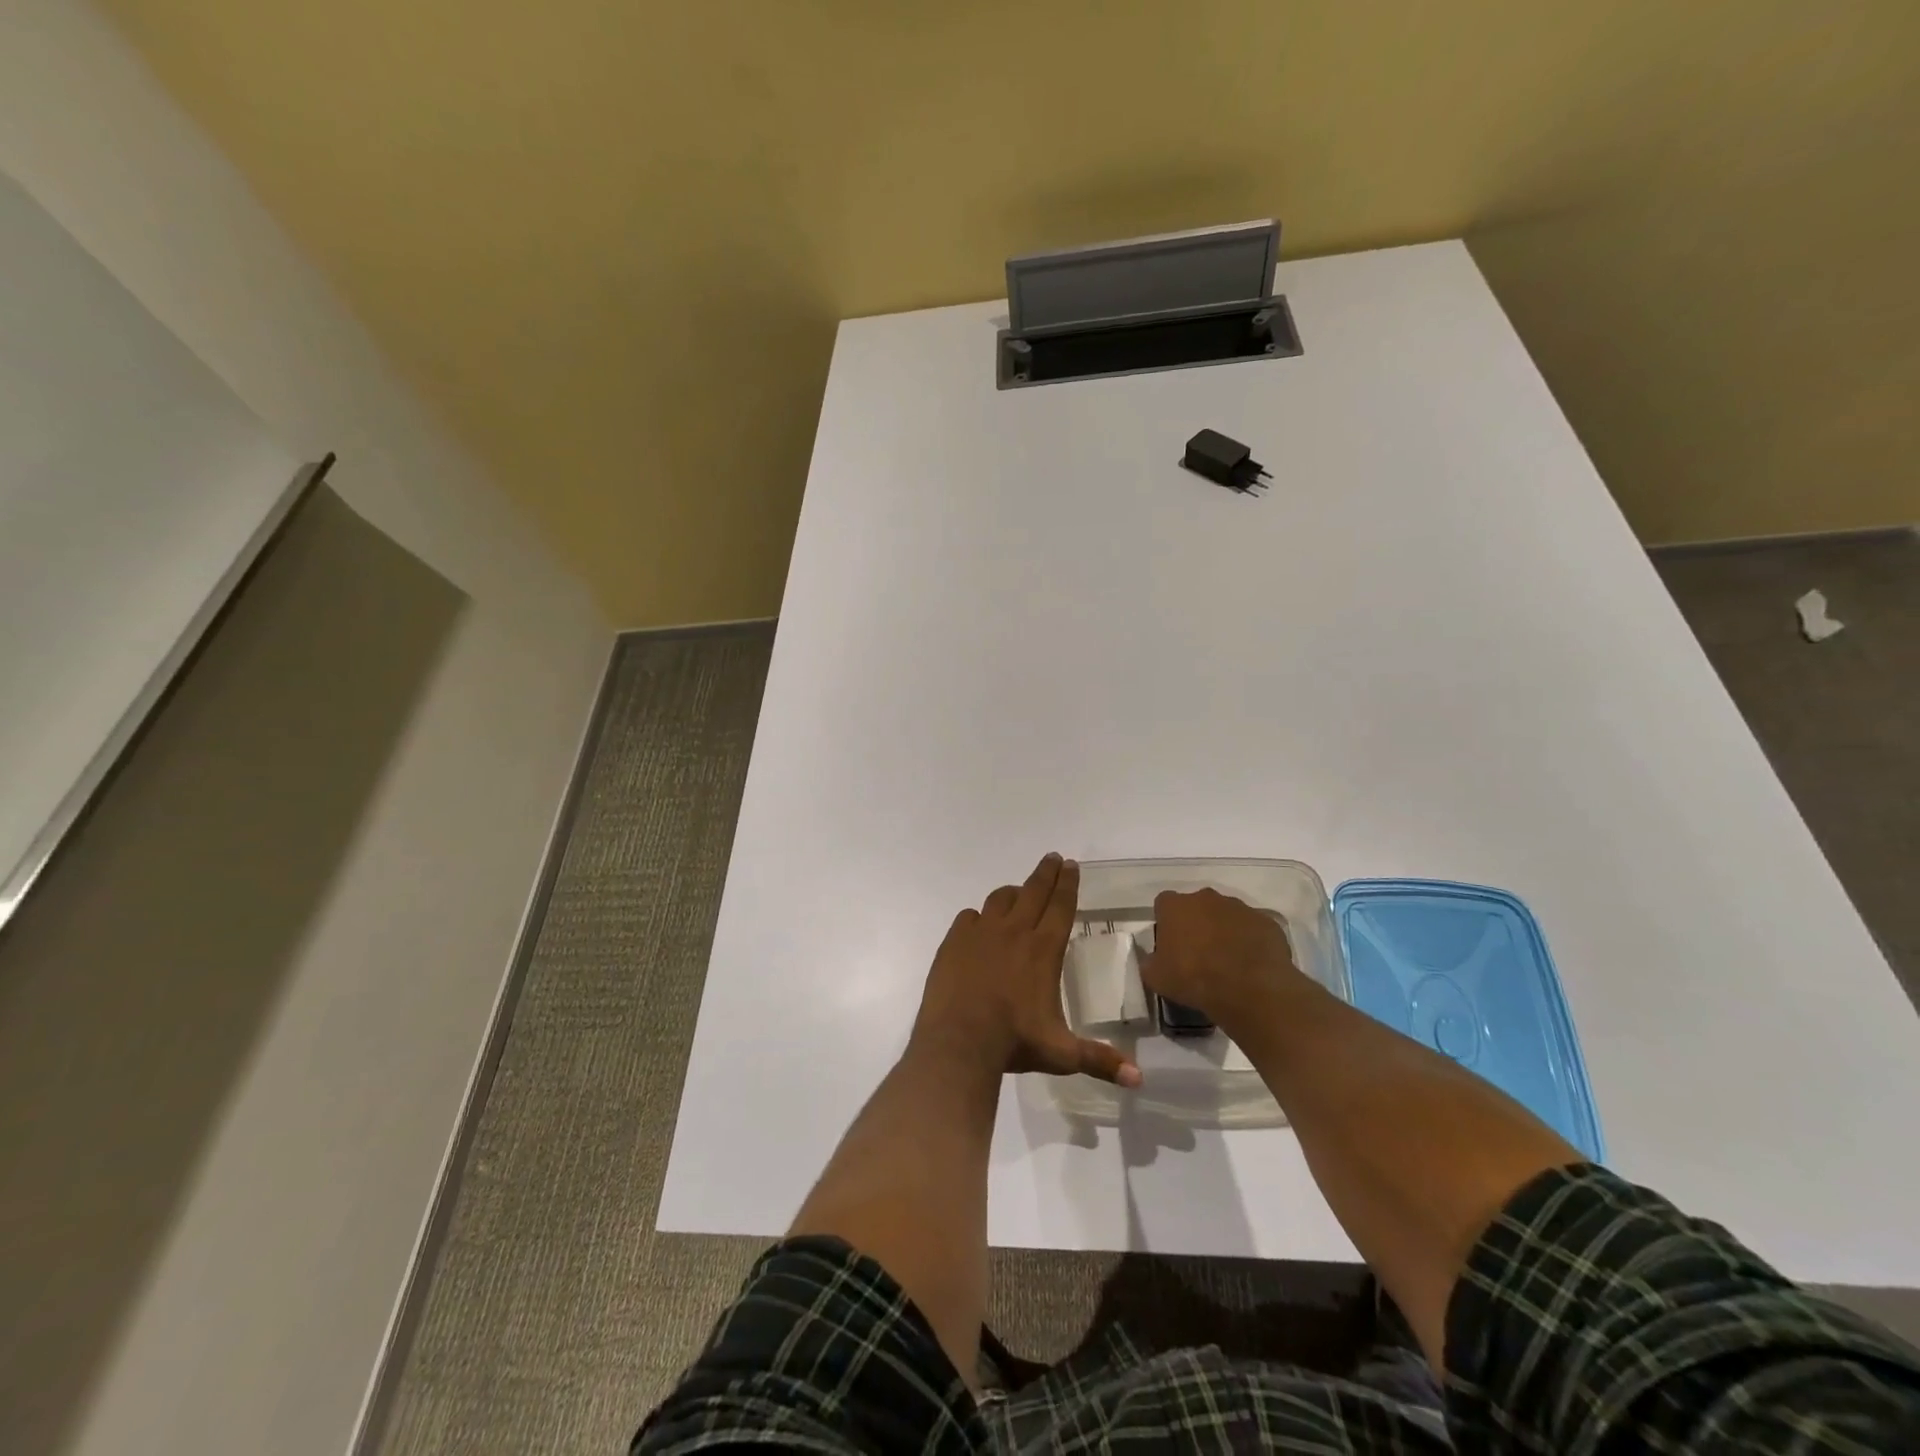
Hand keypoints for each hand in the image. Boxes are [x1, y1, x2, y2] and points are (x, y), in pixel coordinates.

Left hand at [911, 854, 1141, 1086]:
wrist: (958, 1042)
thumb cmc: (1014, 1043)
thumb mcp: (1061, 1053)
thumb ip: (1100, 1060)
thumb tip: (1139, 1080)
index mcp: (1043, 950)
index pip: (1061, 906)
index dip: (1068, 884)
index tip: (1071, 864)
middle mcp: (1014, 932)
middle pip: (1033, 892)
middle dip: (1046, 873)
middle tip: (1053, 858)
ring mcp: (981, 933)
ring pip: (1000, 899)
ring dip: (1013, 892)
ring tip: (1019, 892)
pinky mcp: (954, 941)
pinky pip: (969, 917)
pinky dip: (979, 917)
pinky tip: (980, 924)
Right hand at [1141, 888, 1308, 1038]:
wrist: (1249, 989)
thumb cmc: (1194, 978)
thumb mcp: (1156, 978)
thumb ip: (1149, 962)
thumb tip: (1152, 959)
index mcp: (1175, 906)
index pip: (1163, 904)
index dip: (1165, 922)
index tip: (1169, 944)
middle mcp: (1206, 898)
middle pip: (1197, 906)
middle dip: (1196, 923)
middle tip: (1198, 953)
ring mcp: (1240, 908)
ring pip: (1226, 915)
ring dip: (1224, 931)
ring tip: (1227, 961)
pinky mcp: (1266, 922)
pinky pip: (1253, 928)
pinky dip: (1250, 941)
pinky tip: (1249, 964)